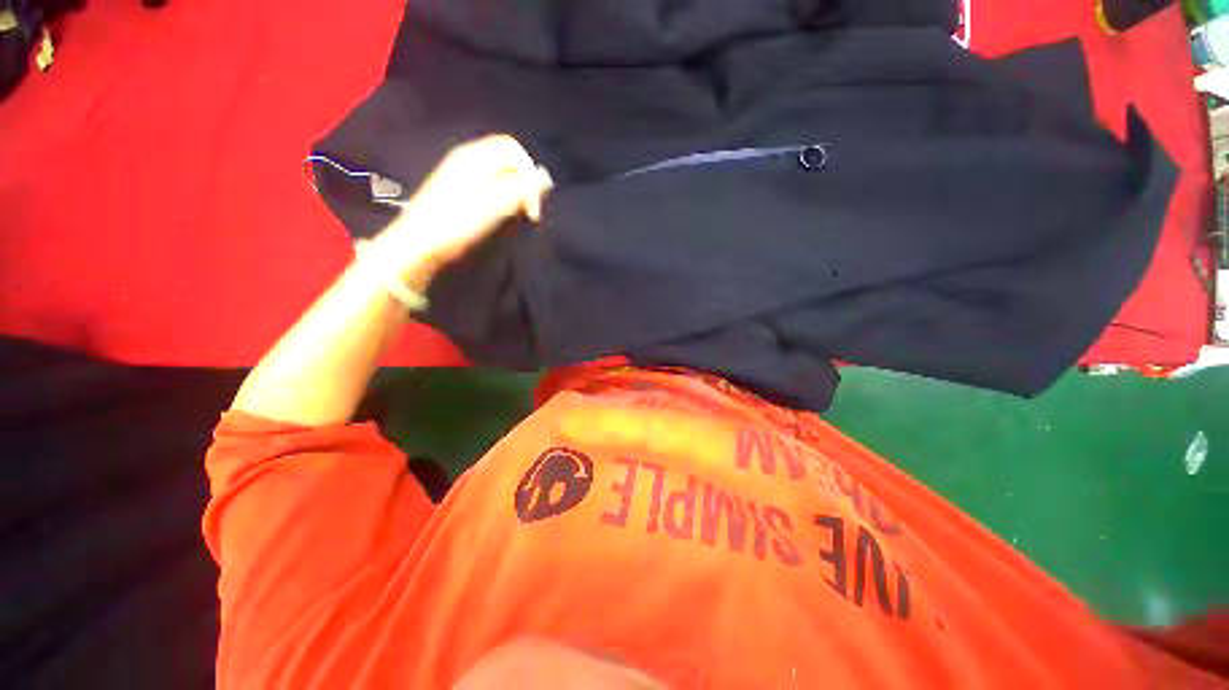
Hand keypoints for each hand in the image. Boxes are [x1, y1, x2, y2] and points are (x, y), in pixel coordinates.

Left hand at [374, 135, 552, 289]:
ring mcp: (461, 178)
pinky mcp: (459, 196)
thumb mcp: (497, 202)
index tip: (533, 198)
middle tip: (527, 213)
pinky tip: (500, 219)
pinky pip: (489, 191)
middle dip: (523, 185)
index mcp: (475, 155)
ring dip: (514, 197)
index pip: (512, 147)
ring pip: (500, 179)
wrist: (421, 243)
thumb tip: (545, 177)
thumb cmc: (460, 220)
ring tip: (514, 218)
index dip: (528, 169)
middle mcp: (468, 161)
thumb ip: (524, 187)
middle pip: (507, 163)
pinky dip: (501, 203)